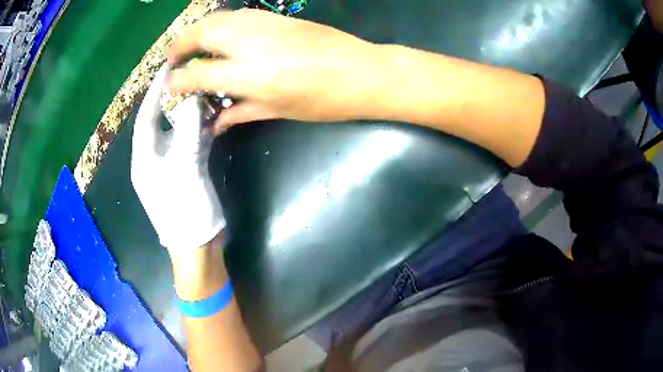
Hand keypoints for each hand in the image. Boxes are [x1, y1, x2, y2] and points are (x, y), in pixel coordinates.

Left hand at [131, 67, 224, 252]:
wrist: (198, 245)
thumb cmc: (183, 210)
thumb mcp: (183, 168)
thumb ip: (187, 131)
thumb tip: (193, 99)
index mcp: (144, 158)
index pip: (145, 118)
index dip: (154, 93)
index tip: (167, 69)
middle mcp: (155, 158)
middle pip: (161, 122)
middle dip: (173, 99)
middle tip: (189, 75)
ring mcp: (172, 164)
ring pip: (179, 131)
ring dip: (191, 114)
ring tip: (205, 91)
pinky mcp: (187, 170)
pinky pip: (192, 143)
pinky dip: (201, 130)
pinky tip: (213, 117)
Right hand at [167, 9, 383, 132]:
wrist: (363, 72)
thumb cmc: (325, 100)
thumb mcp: (279, 111)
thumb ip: (241, 112)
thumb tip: (215, 122)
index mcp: (251, 75)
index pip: (199, 74)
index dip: (178, 80)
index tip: (169, 85)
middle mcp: (251, 44)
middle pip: (201, 34)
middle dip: (179, 45)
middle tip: (173, 59)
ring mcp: (265, 25)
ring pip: (218, 19)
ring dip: (197, 30)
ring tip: (190, 46)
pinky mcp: (276, 17)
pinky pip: (237, 16)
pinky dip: (220, 24)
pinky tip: (220, 36)